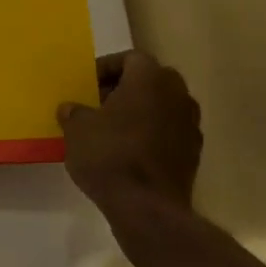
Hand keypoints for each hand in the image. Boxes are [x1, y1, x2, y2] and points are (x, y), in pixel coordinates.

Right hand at [58, 51, 202, 227]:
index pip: (130, 58)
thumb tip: (71, 109)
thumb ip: (74, 112)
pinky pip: (167, 133)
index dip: (106, 68)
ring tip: (110, 130)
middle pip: (149, 81)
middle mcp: (177, 95)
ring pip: (160, 107)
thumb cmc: (109, 155)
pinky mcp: (193, 154)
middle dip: (123, 89)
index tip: (87, 85)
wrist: (147, 208)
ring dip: (138, 113)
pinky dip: (150, 136)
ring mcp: (190, 126)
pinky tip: (127, 153)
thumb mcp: (77, 128)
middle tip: (97, 104)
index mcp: (151, 79)